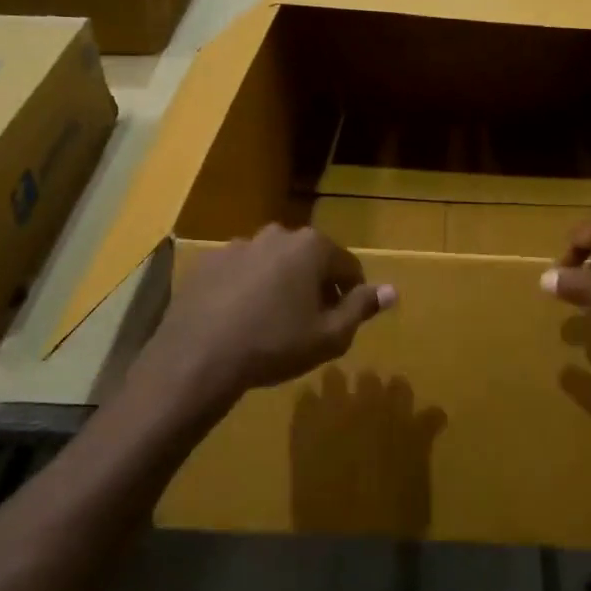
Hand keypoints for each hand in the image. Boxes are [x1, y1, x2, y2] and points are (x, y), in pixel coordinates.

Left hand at [142, 225, 395, 415]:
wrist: (198, 357)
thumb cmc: (275, 344)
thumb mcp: (329, 335)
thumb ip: (362, 307)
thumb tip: (392, 290)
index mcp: (312, 246)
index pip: (348, 266)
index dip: (351, 294)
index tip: (342, 321)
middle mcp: (277, 234)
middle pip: (310, 259)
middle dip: (315, 286)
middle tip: (309, 323)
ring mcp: (239, 245)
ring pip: (274, 264)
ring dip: (280, 284)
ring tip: (272, 323)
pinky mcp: (208, 261)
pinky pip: (241, 272)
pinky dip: (247, 289)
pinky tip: (240, 320)